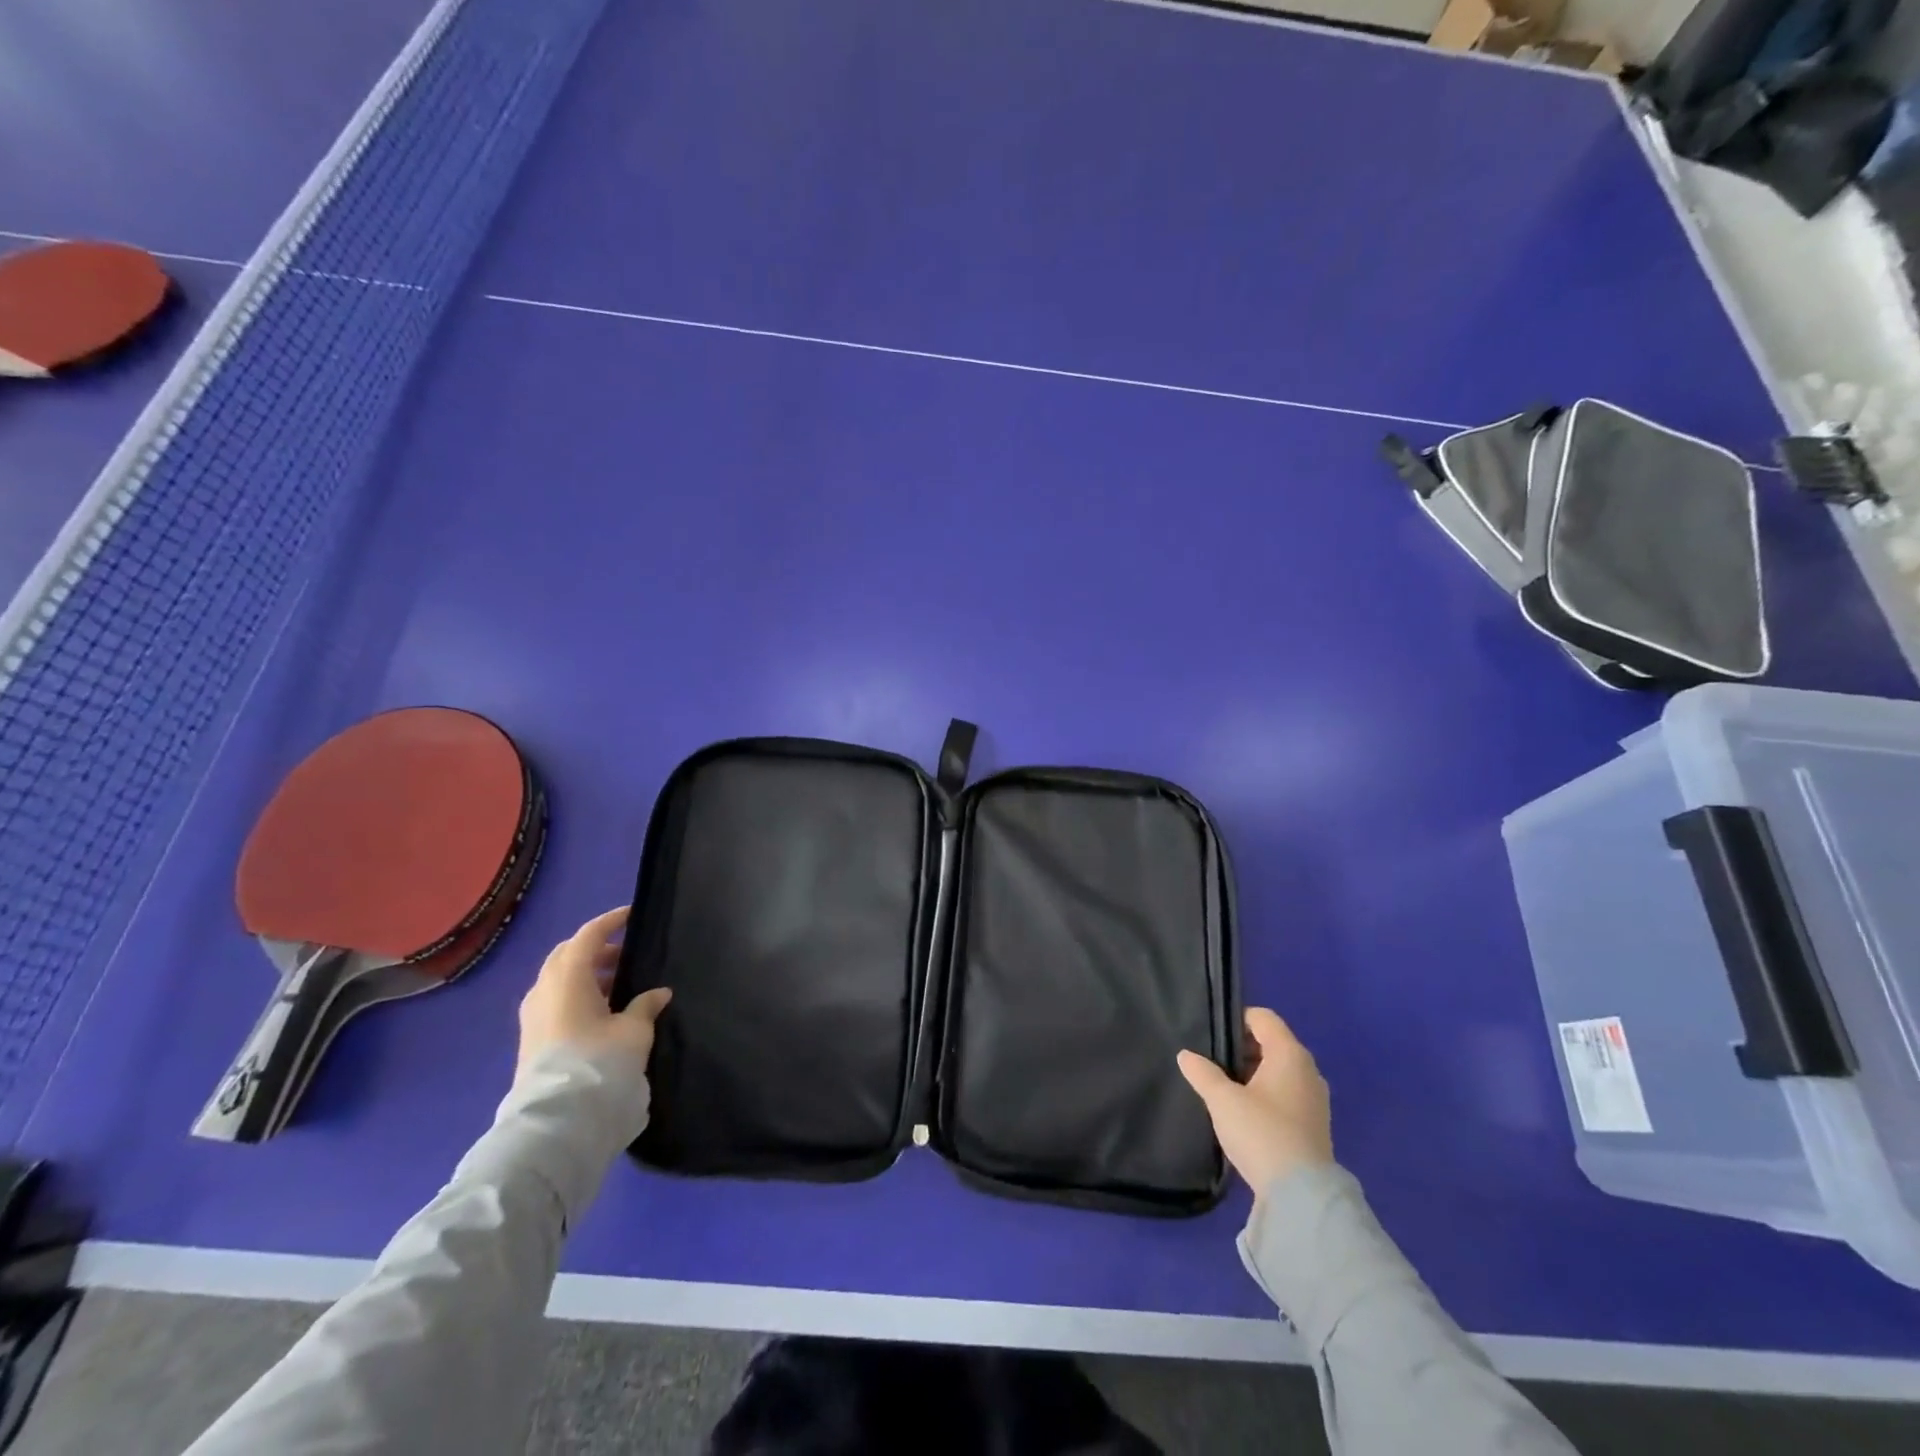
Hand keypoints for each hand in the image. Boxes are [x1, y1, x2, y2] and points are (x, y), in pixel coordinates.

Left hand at [516, 906, 670, 1083]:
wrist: (557, 1119)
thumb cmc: (598, 1061)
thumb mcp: (634, 1030)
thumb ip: (645, 1005)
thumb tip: (658, 993)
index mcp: (568, 976)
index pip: (589, 935)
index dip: (611, 921)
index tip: (632, 916)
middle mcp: (544, 988)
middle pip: (568, 954)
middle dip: (596, 948)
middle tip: (626, 953)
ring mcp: (533, 1014)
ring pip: (560, 978)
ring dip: (587, 973)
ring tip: (620, 984)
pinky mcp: (532, 1037)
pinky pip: (555, 999)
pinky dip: (578, 993)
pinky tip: (602, 1010)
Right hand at [1177, 1008, 1332, 1197]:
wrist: (1301, 1196)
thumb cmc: (1261, 1133)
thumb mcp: (1222, 1100)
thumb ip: (1202, 1073)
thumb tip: (1186, 1055)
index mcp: (1289, 1054)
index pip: (1263, 1018)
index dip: (1236, 1019)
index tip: (1212, 1035)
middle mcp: (1308, 1070)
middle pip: (1272, 1043)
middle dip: (1242, 1048)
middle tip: (1212, 1061)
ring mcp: (1315, 1099)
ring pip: (1279, 1071)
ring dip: (1253, 1073)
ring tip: (1224, 1088)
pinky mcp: (1314, 1124)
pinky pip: (1286, 1093)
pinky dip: (1266, 1094)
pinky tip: (1245, 1112)